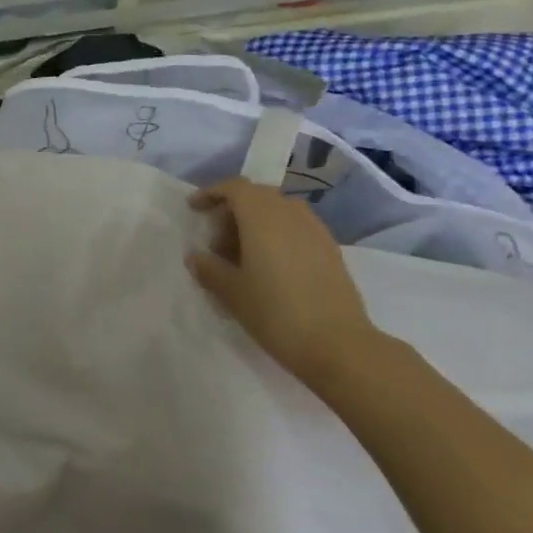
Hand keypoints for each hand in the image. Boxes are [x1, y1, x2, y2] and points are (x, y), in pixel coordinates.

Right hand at [186, 177, 382, 384]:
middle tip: (217, 241)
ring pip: (280, 210)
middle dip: (233, 210)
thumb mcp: (231, 292)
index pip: (235, 188)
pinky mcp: (330, 249)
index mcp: (262, 217)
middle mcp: (291, 214)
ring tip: (243, 254)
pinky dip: (278, 234)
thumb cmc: (275, 313)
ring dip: (257, 222)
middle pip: (258, 195)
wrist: (337, 344)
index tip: (194, 210)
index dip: (212, 193)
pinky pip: (297, 227)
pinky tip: (271, 266)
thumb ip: (209, 269)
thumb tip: (196, 257)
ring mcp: (316, 230)